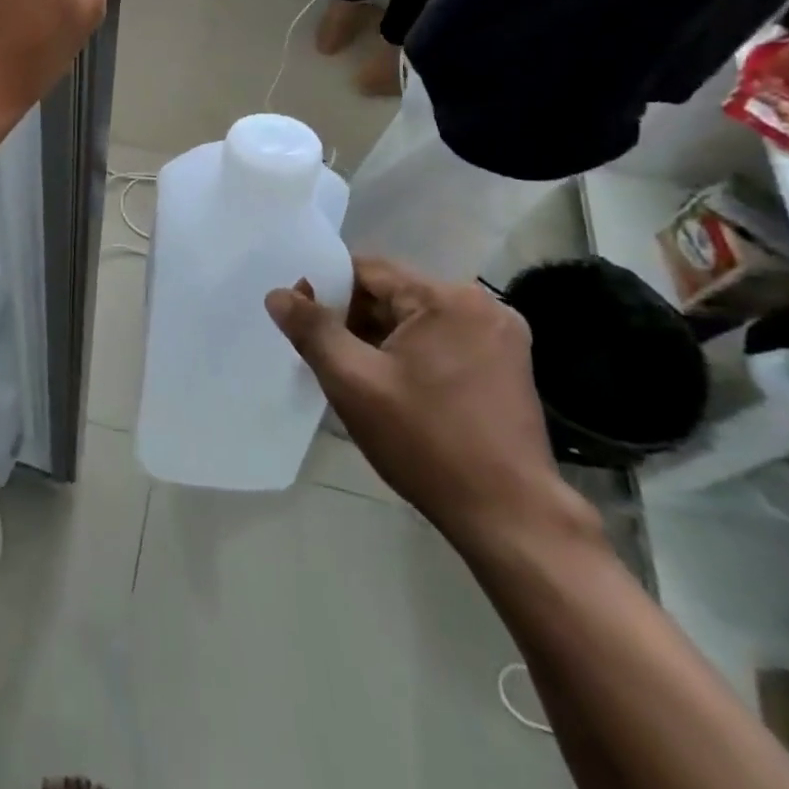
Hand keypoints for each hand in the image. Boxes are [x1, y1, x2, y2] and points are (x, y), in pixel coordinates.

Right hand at [265, 259, 598, 557]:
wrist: (509, 517)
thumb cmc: (425, 442)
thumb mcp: (353, 382)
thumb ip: (312, 330)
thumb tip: (278, 294)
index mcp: (448, 299)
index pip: (369, 271)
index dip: (326, 289)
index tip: (299, 318)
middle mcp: (483, 306)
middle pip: (394, 295)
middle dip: (353, 318)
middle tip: (320, 351)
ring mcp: (501, 337)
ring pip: (416, 321)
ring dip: (379, 339)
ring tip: (351, 373)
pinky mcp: (508, 367)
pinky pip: (441, 342)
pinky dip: (409, 354)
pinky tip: (390, 387)